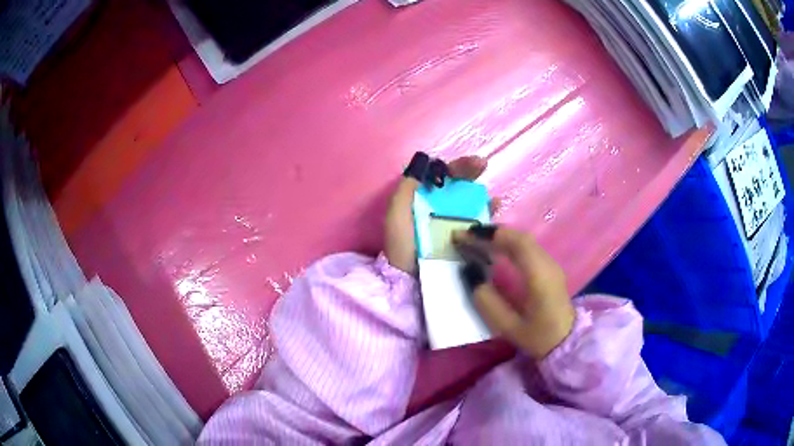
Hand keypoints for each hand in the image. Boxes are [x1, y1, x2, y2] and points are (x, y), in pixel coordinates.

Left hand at [384, 156, 487, 274]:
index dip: (457, 167)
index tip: (472, 163)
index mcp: (423, 200)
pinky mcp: (465, 242)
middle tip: (483, 166)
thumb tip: (424, 164)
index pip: (441, 177)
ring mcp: (453, 226)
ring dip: (483, 196)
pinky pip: (479, 225)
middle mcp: (440, 209)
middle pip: (459, 186)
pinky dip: (488, 217)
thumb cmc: (401, 247)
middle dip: (472, 174)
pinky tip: (495, 213)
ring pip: (472, 204)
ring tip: (492, 197)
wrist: (408, 282)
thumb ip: (406, 189)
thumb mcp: (396, 214)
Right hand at [453, 226, 574, 358]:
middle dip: (493, 234)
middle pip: (520, 238)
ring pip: (525, 241)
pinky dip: (510, 244)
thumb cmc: (538, 337)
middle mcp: (548, 264)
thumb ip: (486, 300)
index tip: (466, 235)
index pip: (517, 244)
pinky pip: (529, 248)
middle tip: (468, 237)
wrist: (567, 343)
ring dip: (501, 238)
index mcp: (539, 277)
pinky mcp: (550, 269)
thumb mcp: (508, 326)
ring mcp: (551, 265)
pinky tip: (497, 251)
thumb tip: (470, 272)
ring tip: (478, 242)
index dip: (491, 235)